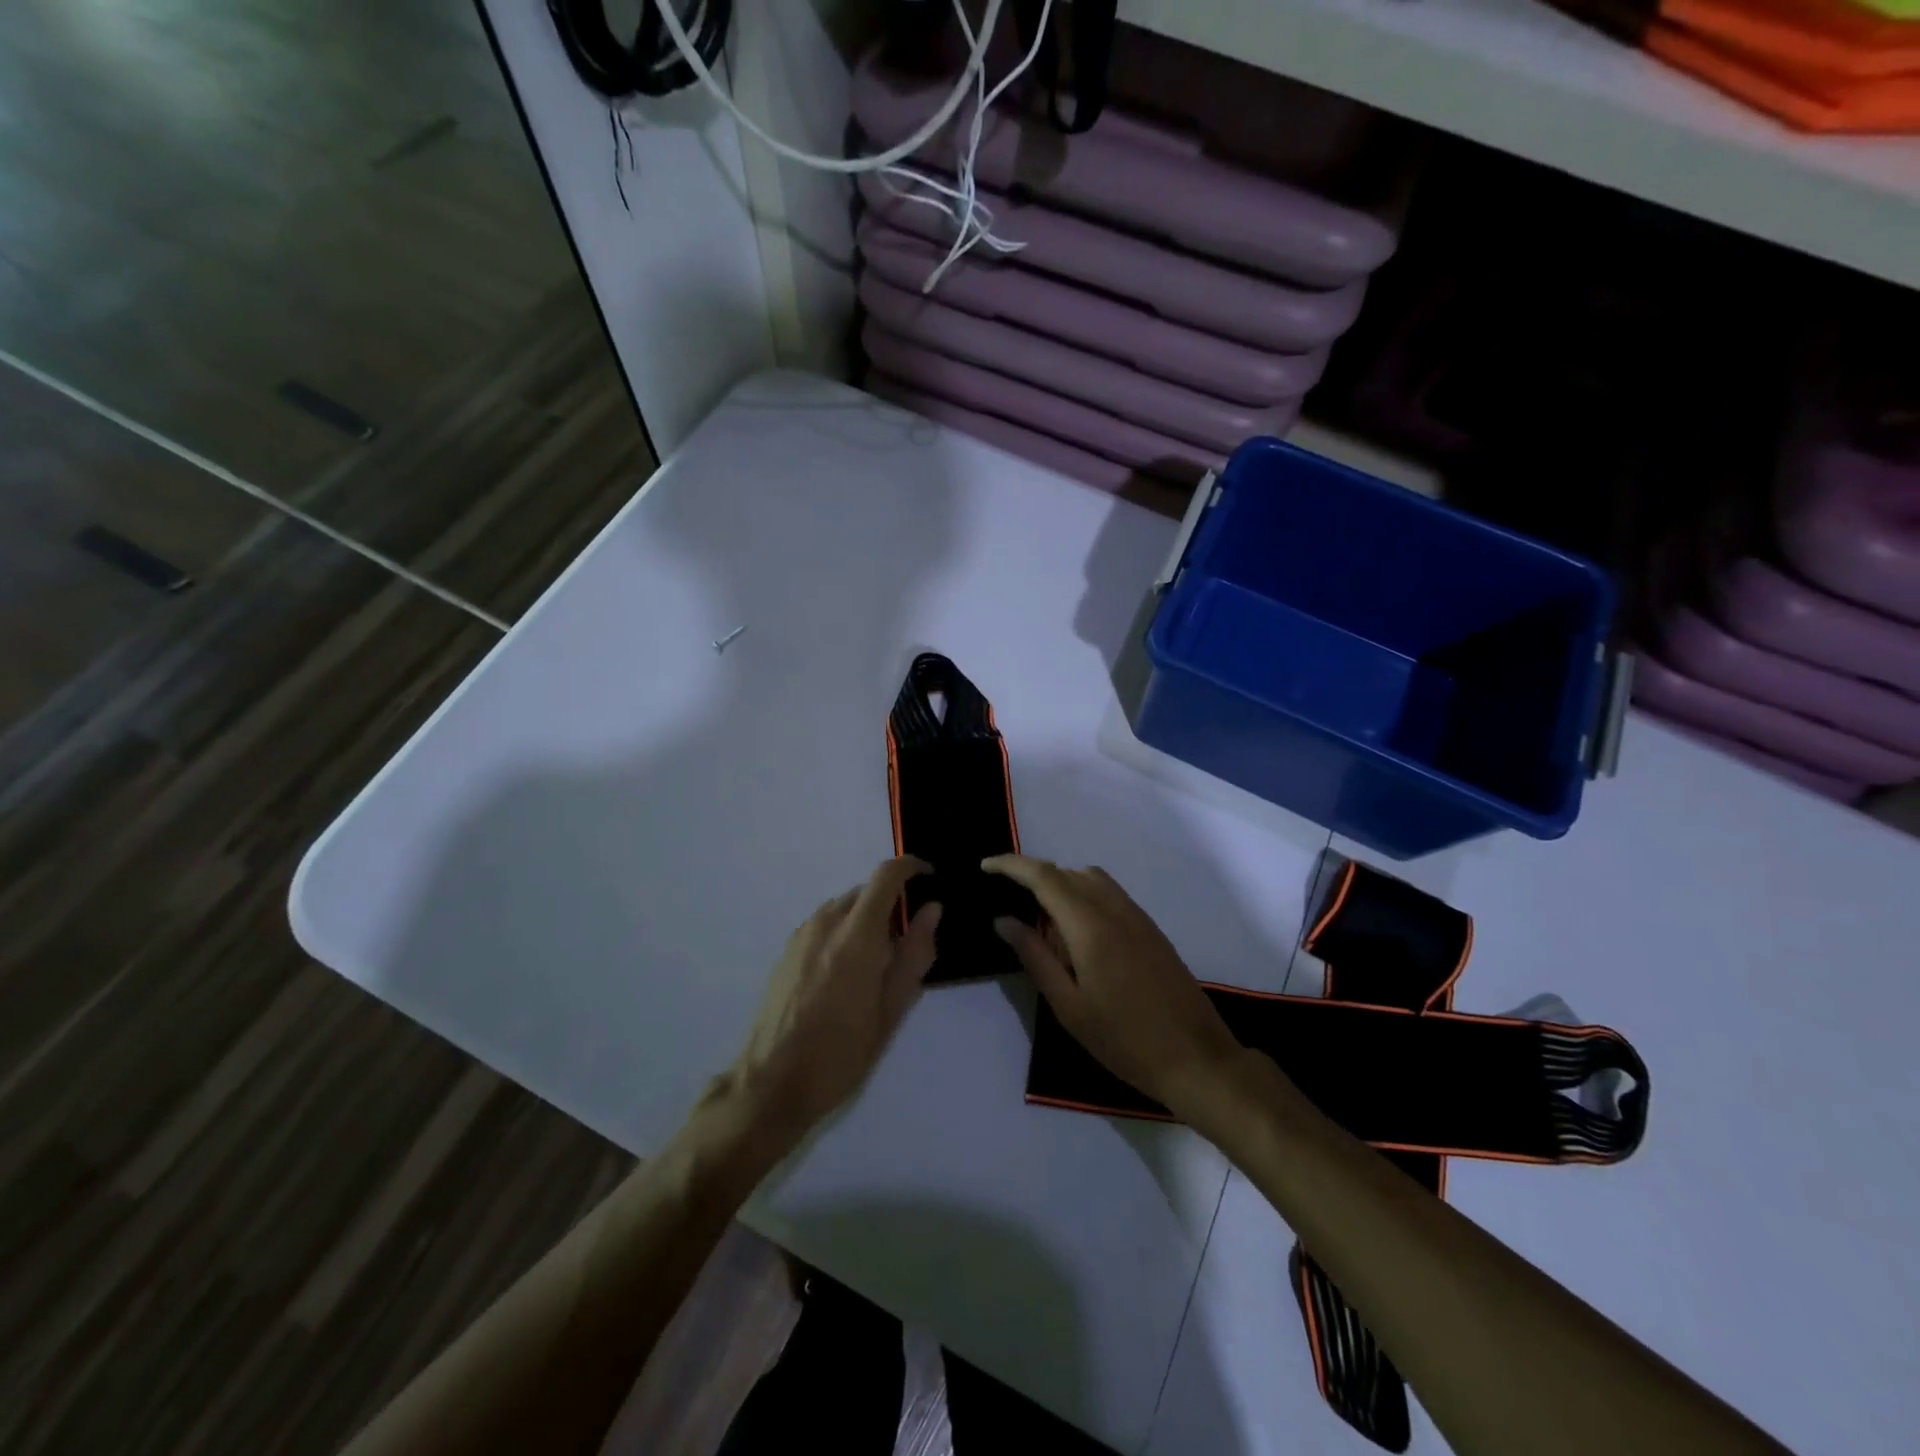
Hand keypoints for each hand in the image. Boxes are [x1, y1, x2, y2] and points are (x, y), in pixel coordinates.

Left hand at [729, 857, 940, 1143]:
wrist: (771, 1084)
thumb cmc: (841, 1053)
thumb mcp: (891, 1011)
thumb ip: (915, 954)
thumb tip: (932, 909)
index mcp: (855, 936)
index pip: (886, 876)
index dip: (911, 867)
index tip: (930, 877)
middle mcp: (825, 923)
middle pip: (865, 892)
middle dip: (891, 905)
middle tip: (907, 945)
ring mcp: (801, 935)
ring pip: (844, 908)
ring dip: (866, 920)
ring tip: (875, 966)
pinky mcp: (786, 951)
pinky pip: (824, 925)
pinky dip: (843, 932)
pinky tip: (845, 975)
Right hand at [983, 855, 1242, 1113]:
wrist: (1196, 1057)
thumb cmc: (1124, 1039)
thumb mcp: (1068, 1005)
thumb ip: (1035, 956)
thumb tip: (1004, 921)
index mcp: (1089, 925)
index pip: (1043, 876)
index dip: (1011, 865)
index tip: (985, 866)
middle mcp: (1114, 908)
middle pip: (1066, 872)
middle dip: (1032, 876)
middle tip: (1007, 901)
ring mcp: (1136, 915)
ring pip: (1089, 878)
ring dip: (1059, 885)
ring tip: (1040, 920)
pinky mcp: (1149, 927)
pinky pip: (1108, 893)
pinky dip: (1082, 896)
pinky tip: (1075, 934)